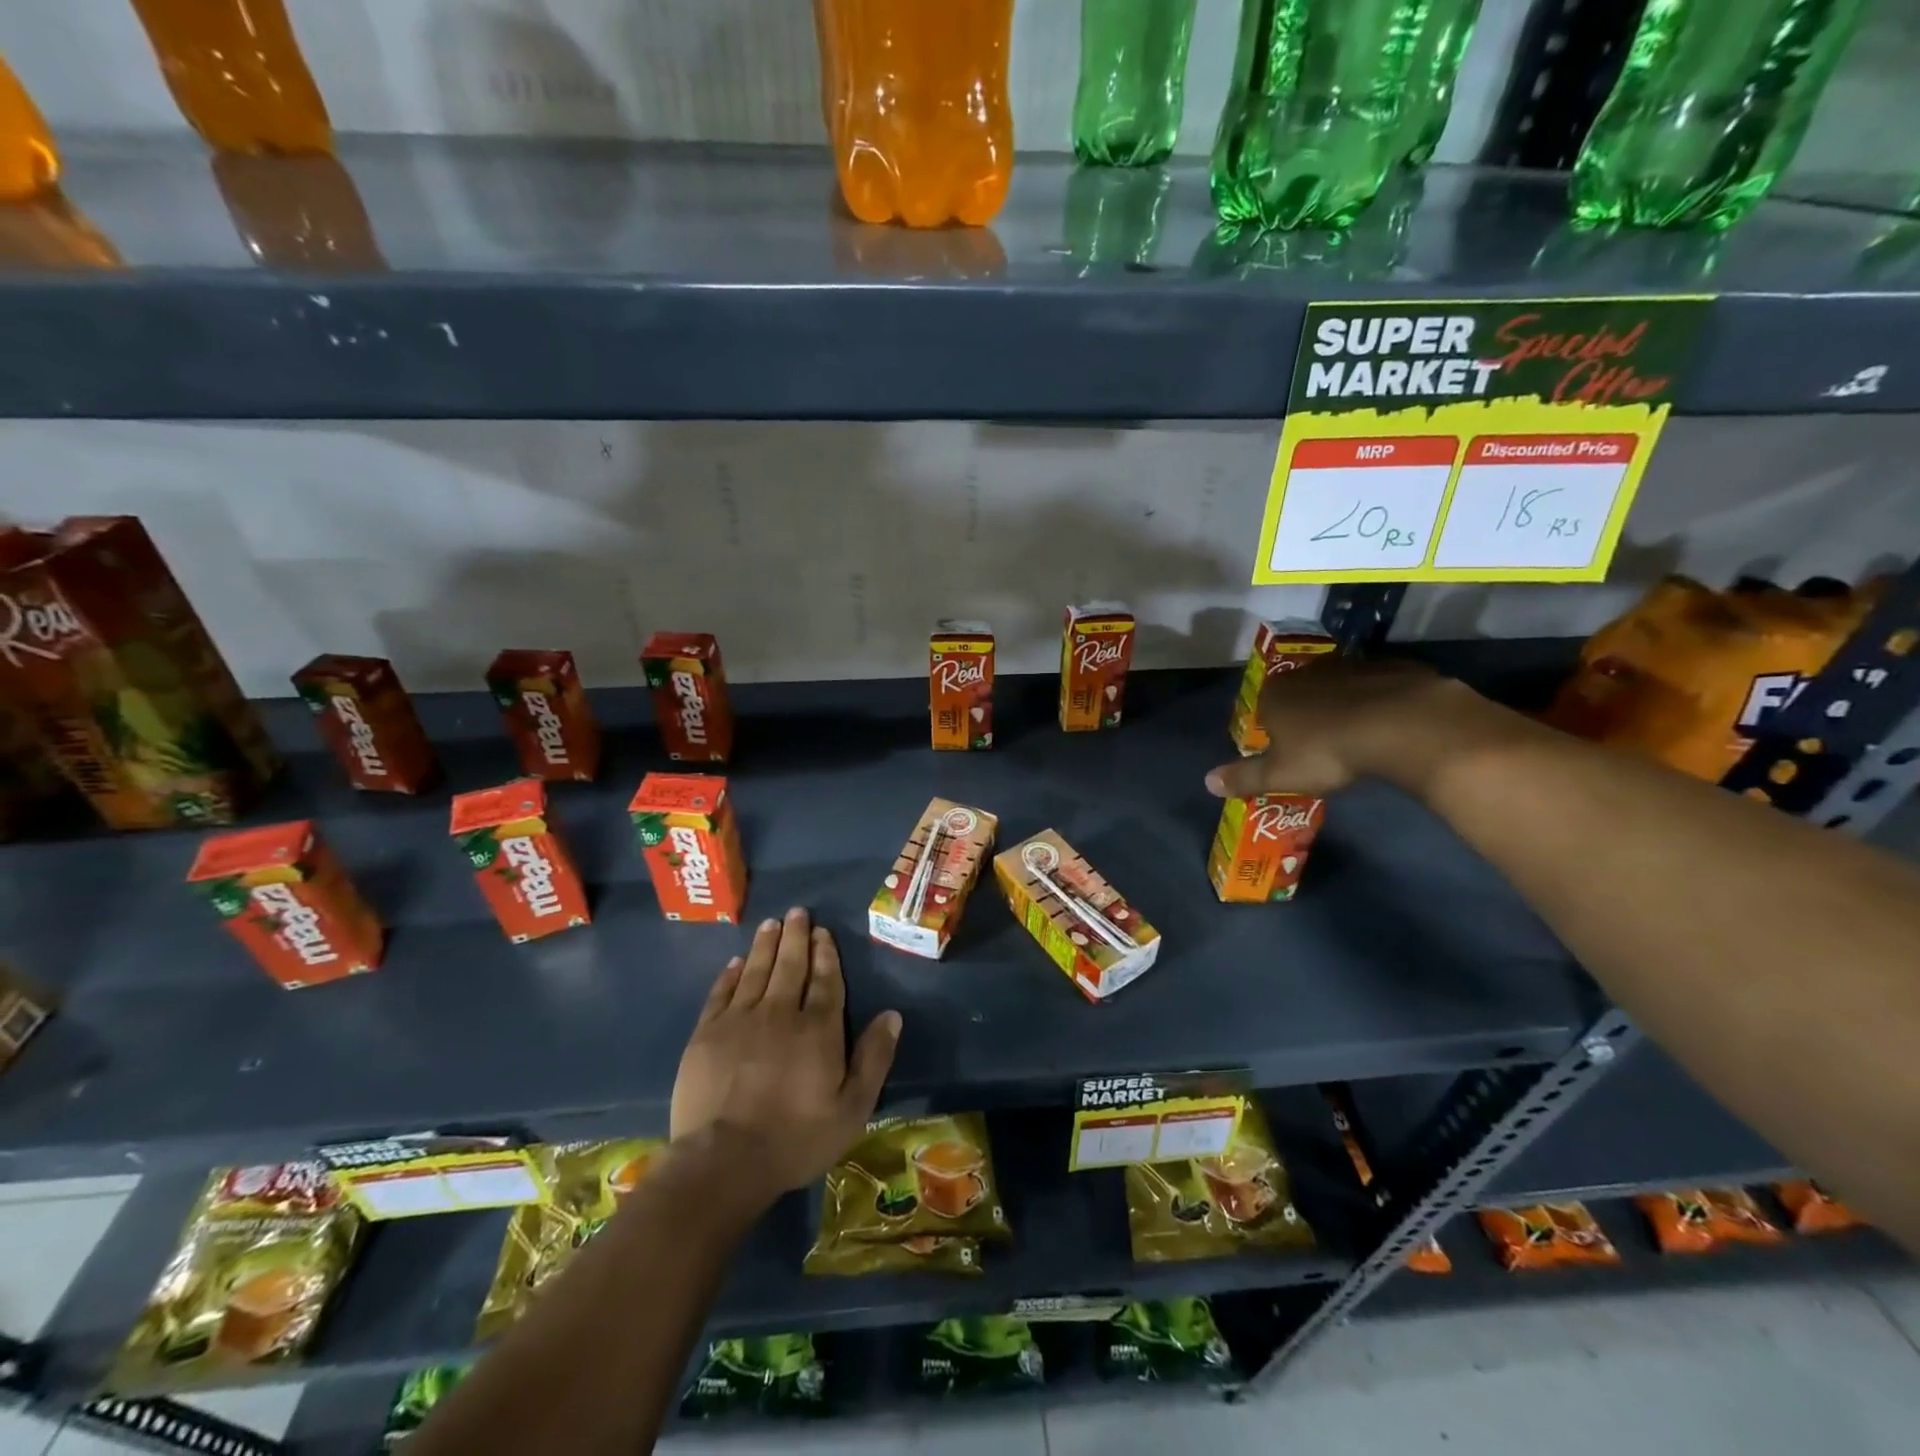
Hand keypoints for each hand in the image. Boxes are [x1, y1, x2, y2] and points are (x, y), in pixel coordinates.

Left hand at [670, 908, 901, 1198]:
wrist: (723, 1161)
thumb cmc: (796, 1139)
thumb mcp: (852, 1108)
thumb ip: (874, 1059)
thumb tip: (892, 1015)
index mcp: (818, 1029)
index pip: (825, 981)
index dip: (825, 954)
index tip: (823, 931)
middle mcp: (780, 1013)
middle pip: (790, 966)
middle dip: (796, 937)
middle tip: (797, 912)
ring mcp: (740, 1020)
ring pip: (756, 971)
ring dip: (766, 945)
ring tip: (771, 923)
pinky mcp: (707, 1034)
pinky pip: (721, 993)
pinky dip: (730, 974)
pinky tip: (735, 962)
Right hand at [1205, 657, 1505, 800]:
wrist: (1401, 724)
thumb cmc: (1328, 751)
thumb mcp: (1280, 775)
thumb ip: (1243, 778)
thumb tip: (1207, 782)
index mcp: (1275, 695)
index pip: (1263, 710)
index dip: (1273, 732)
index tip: (1288, 753)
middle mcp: (1307, 672)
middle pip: (1300, 695)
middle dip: (1307, 716)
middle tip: (1322, 747)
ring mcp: (1351, 664)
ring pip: (1339, 687)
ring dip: (1343, 706)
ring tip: (1358, 736)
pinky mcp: (1391, 665)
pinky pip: (1378, 686)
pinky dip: (1379, 701)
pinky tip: (1389, 724)